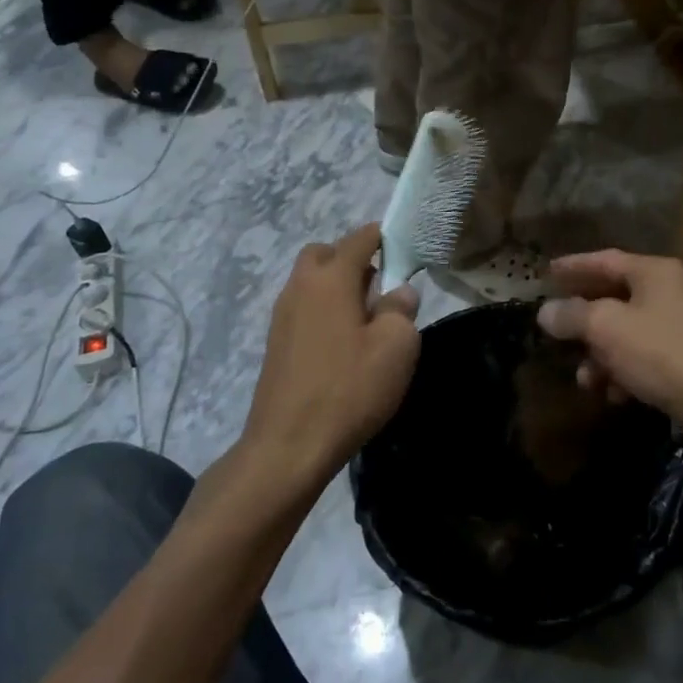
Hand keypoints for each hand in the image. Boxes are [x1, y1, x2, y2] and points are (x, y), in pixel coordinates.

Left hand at [242, 223, 420, 481]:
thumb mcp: (396, 347)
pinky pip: (303, 309)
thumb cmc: (349, 389)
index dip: (384, 236)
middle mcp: (300, 287)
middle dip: (352, 259)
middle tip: (379, 288)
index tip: (406, 248)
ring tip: (366, 321)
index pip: (359, 238)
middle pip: (325, 253)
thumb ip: (402, 310)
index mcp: (330, 278)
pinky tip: (343, 346)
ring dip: (337, 288)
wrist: (288, 446)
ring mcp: (282, 316)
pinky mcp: (276, 344)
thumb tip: (399, 292)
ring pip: (311, 282)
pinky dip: (323, 312)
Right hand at [537, 250, 682, 436]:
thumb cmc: (661, 353)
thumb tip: (546, 312)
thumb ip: (572, 315)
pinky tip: (614, 394)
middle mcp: (673, 292)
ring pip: (630, 332)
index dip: (574, 266)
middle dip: (584, 320)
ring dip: (602, 354)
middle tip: (557, 329)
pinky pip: (647, 357)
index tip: (548, 272)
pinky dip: (626, 371)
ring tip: (584, 379)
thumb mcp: (606, 329)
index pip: (606, 260)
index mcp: (656, 272)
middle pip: (617, 297)